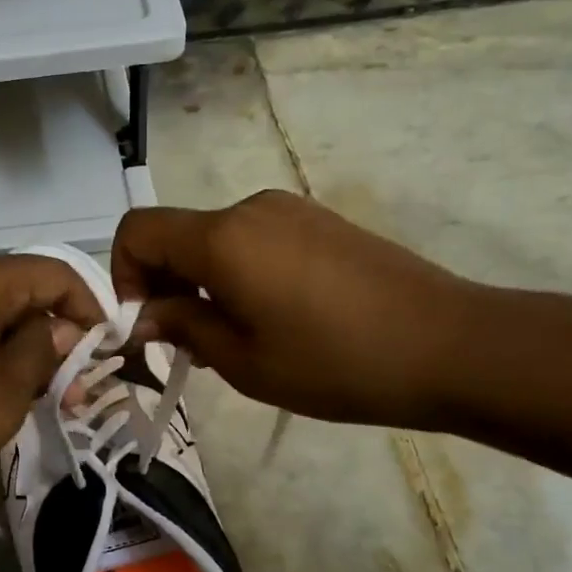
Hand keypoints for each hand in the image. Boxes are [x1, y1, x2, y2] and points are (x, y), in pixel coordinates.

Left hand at [0, 252, 100, 501]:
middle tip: (66, 384)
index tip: (101, 348)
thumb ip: (41, 354)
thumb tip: (57, 330)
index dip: (86, 307)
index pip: (53, 273)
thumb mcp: (4, 397)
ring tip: (26, 389)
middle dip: (47, 331)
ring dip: (11, 340)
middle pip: (15, 287)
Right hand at [112, 191, 479, 427]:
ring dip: (203, 282)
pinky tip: (274, 317)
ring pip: (216, 240)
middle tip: (187, 345)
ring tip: (235, 337)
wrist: (449, 344)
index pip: (137, 231)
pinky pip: (255, 240)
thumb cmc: (333, 362)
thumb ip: (181, 326)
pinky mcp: (320, 222)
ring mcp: (290, 210)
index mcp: (222, 238)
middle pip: (177, 235)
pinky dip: (239, 273)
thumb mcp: (242, 359)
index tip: (146, 325)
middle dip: (164, 285)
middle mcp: (249, 208)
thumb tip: (143, 315)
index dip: (122, 276)